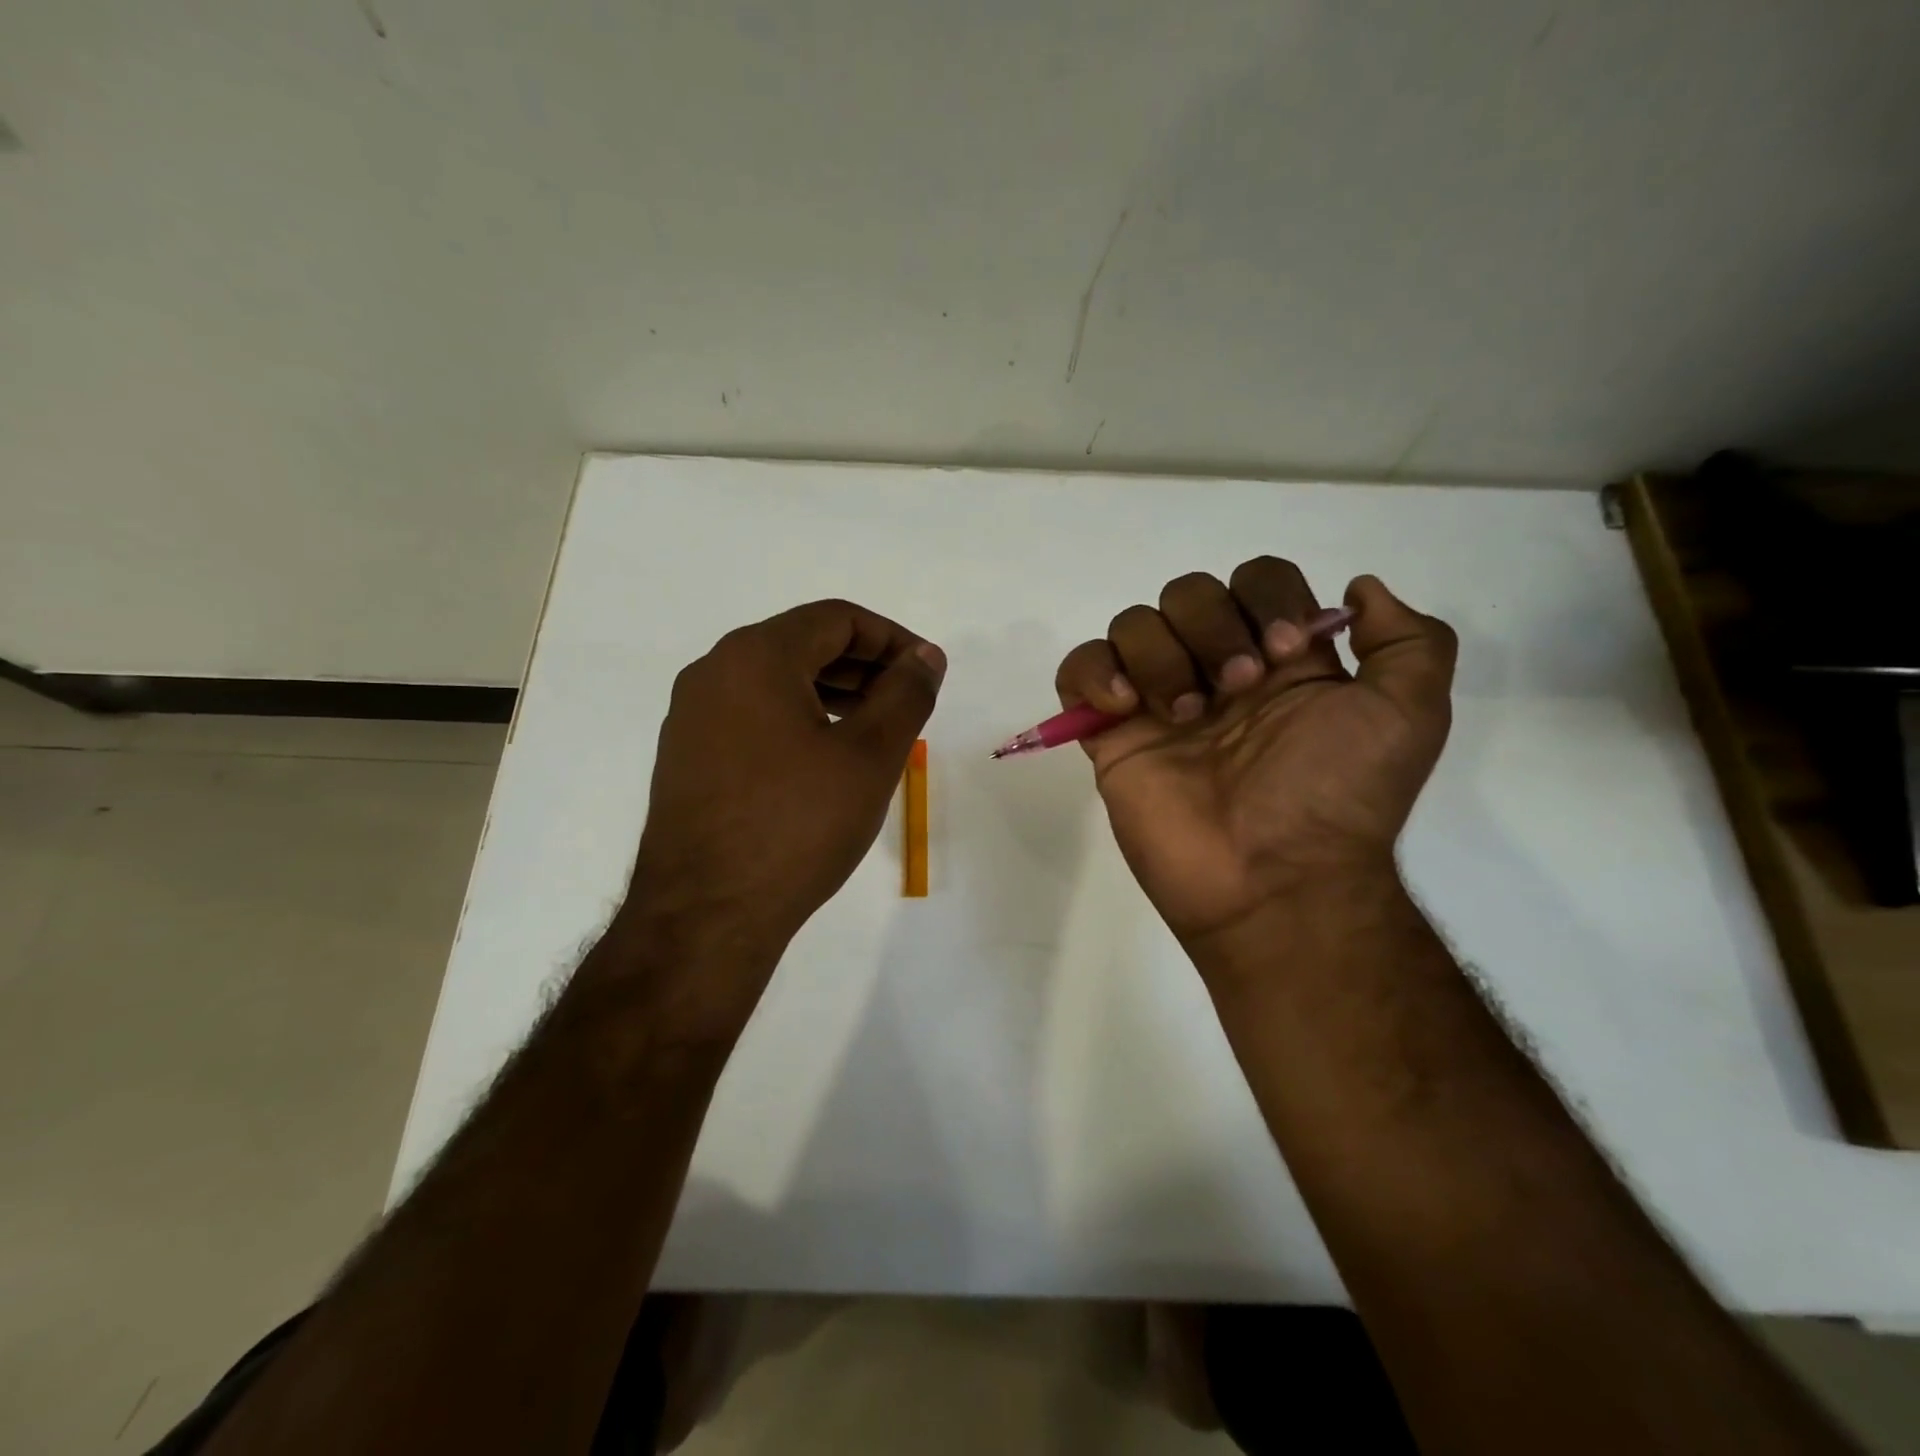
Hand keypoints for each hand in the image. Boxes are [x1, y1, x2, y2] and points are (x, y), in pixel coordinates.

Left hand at [616, 600, 944, 1016]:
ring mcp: (692, 717)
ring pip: (776, 682)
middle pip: (803, 645)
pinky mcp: (687, 758)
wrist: (706, 916)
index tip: (927, 672)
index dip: (893, 638)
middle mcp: (714, 673)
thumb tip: (926, 656)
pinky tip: (826, 759)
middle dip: (865, 666)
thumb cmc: (797, 825)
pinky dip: (798, 720)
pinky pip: (753, 716)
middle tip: (908, 702)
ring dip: (834, 694)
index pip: (837, 618)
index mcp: (754, 656)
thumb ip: (906, 694)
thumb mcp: (870, 755)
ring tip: (876, 729)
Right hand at [1054, 558, 1454, 949]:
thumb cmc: (1338, 794)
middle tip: (1238, 689)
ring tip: (1184, 715)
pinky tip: (1125, 708)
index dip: (1266, 598)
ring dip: (1160, 656)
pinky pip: (1078, 670)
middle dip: (1212, 627)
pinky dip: (1093, 673)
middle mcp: (1215, 670)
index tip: (1286, 652)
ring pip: (1133, 624)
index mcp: (1280, 660)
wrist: (1273, 878)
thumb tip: (1358, 589)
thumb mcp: (1410, 714)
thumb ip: (1410, 640)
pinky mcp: (1110, 734)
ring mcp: (1157, 700)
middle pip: (1188, 592)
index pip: (1257, 580)